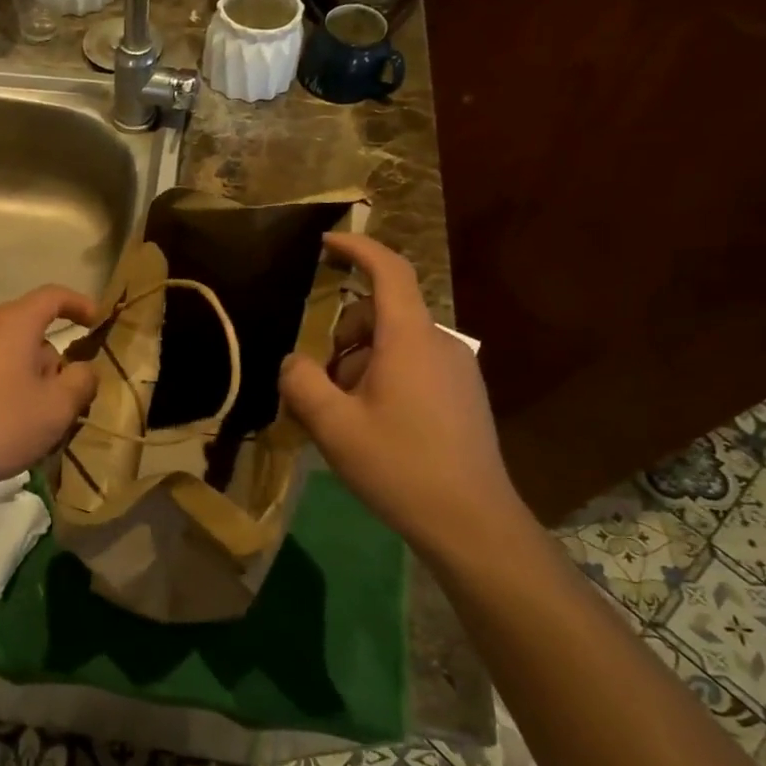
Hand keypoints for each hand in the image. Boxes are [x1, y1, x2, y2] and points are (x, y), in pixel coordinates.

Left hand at [0, 285, 100, 493]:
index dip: (79, 304)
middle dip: (53, 357)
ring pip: (7, 350)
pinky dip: (3, 382)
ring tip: (35, 416)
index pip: (53, 296)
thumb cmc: (0, 425)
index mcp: (13, 323)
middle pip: (29, 328)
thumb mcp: (57, 408)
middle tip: (66, 395)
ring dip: (27, 373)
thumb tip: (84, 369)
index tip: (97, 321)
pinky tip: (4, 420)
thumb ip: (81, 381)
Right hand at [279, 233, 523, 556]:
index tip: (326, 243)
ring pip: (395, 344)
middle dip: (343, 337)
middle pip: (382, 314)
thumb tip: (294, 361)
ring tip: (345, 416)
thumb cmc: (399, 467)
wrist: (472, 522)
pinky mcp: (464, 395)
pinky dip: (384, 379)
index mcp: (410, 339)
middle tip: (321, 386)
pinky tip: (374, 426)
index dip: (357, 249)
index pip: (388, 272)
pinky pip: (414, 366)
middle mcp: (440, 343)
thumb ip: (302, 383)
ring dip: (360, 364)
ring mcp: (458, 370)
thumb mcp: (334, 427)